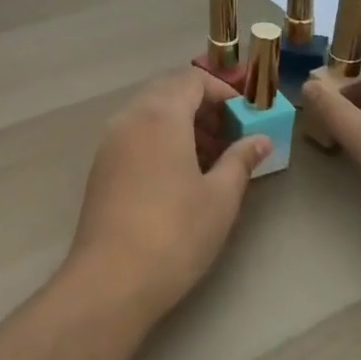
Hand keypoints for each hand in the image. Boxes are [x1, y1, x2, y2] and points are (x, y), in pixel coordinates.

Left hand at [68, 68, 270, 322]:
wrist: (111, 280)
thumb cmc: (175, 233)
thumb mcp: (220, 197)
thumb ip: (241, 160)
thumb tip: (260, 139)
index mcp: (160, 114)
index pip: (192, 79)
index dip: (223, 91)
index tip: (245, 117)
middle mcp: (130, 117)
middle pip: (169, 92)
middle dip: (202, 107)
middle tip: (230, 137)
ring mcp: (110, 141)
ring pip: (149, 114)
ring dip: (181, 124)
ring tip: (210, 159)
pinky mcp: (100, 166)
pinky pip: (135, 135)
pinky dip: (160, 140)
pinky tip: (179, 176)